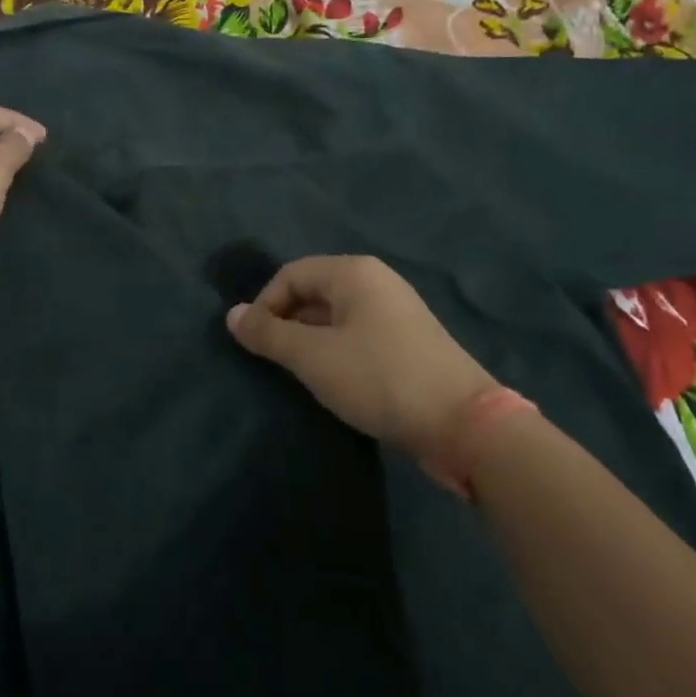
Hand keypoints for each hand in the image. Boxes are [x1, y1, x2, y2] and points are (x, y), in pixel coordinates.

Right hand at [226, 255, 496, 462]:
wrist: (464, 424)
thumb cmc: (379, 378)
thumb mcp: (313, 357)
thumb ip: (268, 334)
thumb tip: (231, 314)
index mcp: (353, 272)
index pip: (290, 274)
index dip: (264, 305)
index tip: (255, 344)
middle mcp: (376, 281)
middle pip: (313, 291)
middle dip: (287, 323)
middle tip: (275, 362)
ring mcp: (396, 311)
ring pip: (334, 316)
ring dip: (310, 340)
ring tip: (301, 374)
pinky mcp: (408, 341)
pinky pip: (357, 334)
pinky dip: (336, 351)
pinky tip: (336, 381)